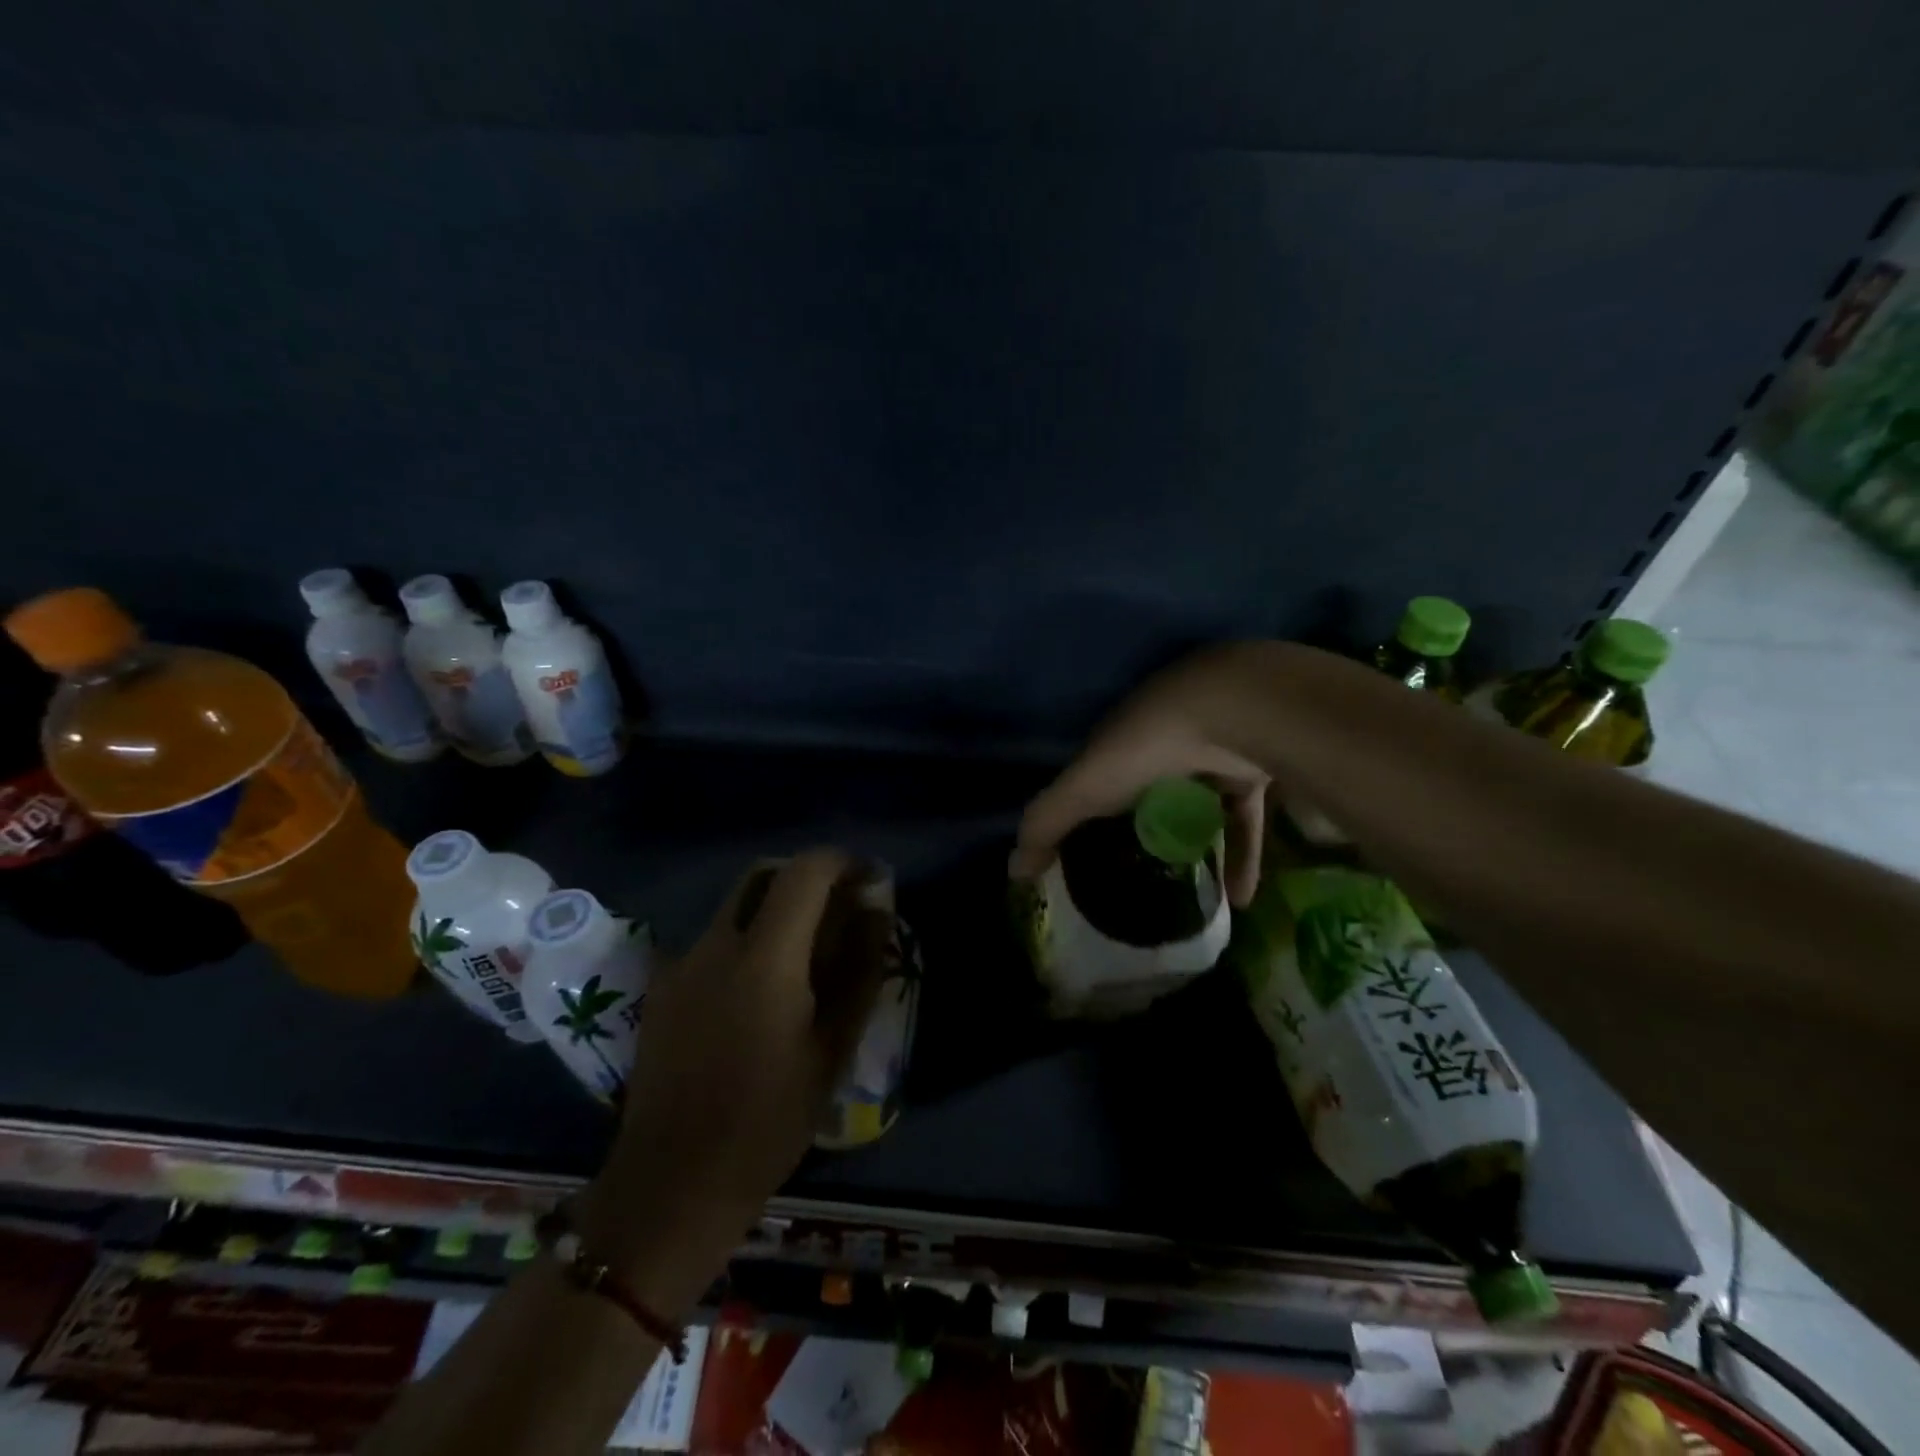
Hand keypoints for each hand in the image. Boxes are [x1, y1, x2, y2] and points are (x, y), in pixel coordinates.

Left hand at [579, 850, 891, 1309]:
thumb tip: (876, 912)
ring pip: (734, 906)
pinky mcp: (661, 986)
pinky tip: (758, 989)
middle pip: (763, 875)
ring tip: (804, 954)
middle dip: (806, 878)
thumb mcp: (832, 1048)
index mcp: (764, 955)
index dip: (843, 862)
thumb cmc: (768, 1120)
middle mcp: (715, 942)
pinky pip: (711, 940)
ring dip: (774, 909)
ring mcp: (680, 962)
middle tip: (838, 911)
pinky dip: (744, 939)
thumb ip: (859, 969)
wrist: (672, 1183)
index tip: (869, 881)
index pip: (805, 871)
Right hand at [1010, 642, 1287, 907]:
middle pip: (1146, 796)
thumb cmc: (1145, 747)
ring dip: (1194, 850)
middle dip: (1142, 831)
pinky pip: (1241, 822)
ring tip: (1188, 896)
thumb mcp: (1083, 787)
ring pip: (1196, 810)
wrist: (1229, 713)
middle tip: (1136, 880)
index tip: (1081, 856)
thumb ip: (1046, 825)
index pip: (1094, 782)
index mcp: (1116, 744)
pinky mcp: (1249, 774)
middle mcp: (1160, 748)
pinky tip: (1238, 899)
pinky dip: (1241, 858)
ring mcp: (1208, 758)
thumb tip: (1012, 872)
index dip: (1086, 814)